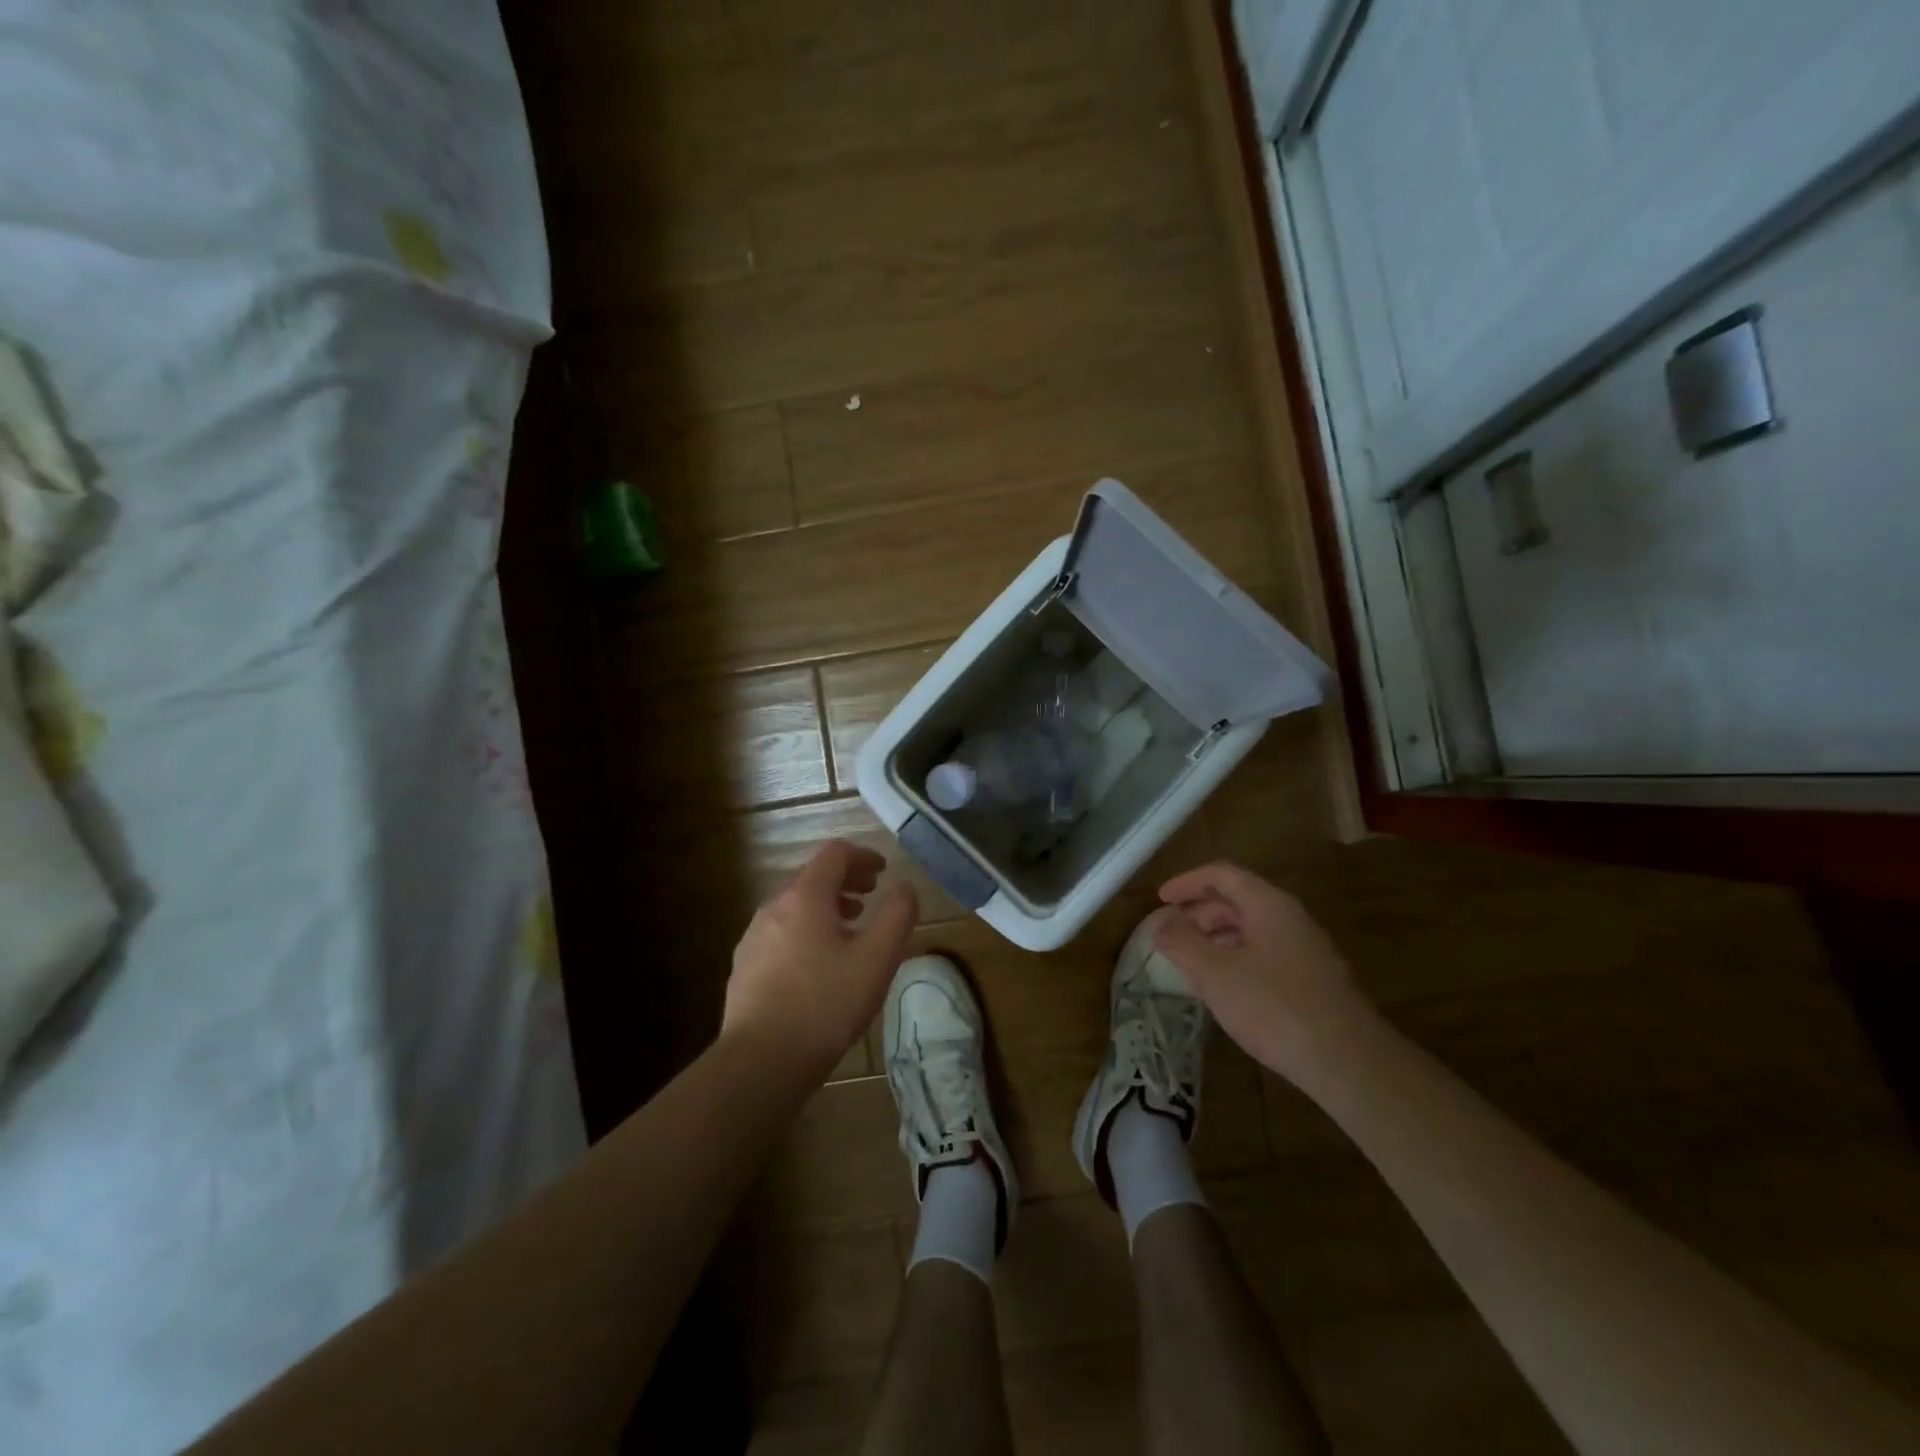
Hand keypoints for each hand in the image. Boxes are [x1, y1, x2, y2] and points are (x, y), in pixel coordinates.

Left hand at [723, 840, 917, 1085]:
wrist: (761, 1062)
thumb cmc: (826, 1004)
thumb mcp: (877, 959)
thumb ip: (897, 915)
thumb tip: (905, 887)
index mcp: (805, 897)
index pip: (835, 854)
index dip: (863, 856)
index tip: (883, 871)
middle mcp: (773, 907)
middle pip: (812, 878)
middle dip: (845, 882)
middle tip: (871, 897)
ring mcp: (753, 937)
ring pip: (795, 908)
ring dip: (826, 908)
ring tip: (850, 931)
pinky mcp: (744, 967)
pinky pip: (781, 934)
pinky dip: (806, 932)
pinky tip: (819, 966)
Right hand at [1152, 862, 1371, 1084]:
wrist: (1347, 1062)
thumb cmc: (1274, 1006)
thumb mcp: (1214, 973)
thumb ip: (1181, 941)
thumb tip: (1159, 921)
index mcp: (1268, 904)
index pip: (1222, 875)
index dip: (1187, 882)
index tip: (1160, 899)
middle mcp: (1290, 918)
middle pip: (1239, 899)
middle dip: (1200, 911)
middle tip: (1171, 931)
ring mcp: (1306, 949)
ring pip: (1253, 927)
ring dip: (1217, 935)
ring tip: (1191, 959)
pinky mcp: (1313, 979)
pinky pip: (1266, 952)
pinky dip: (1237, 956)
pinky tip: (1225, 987)